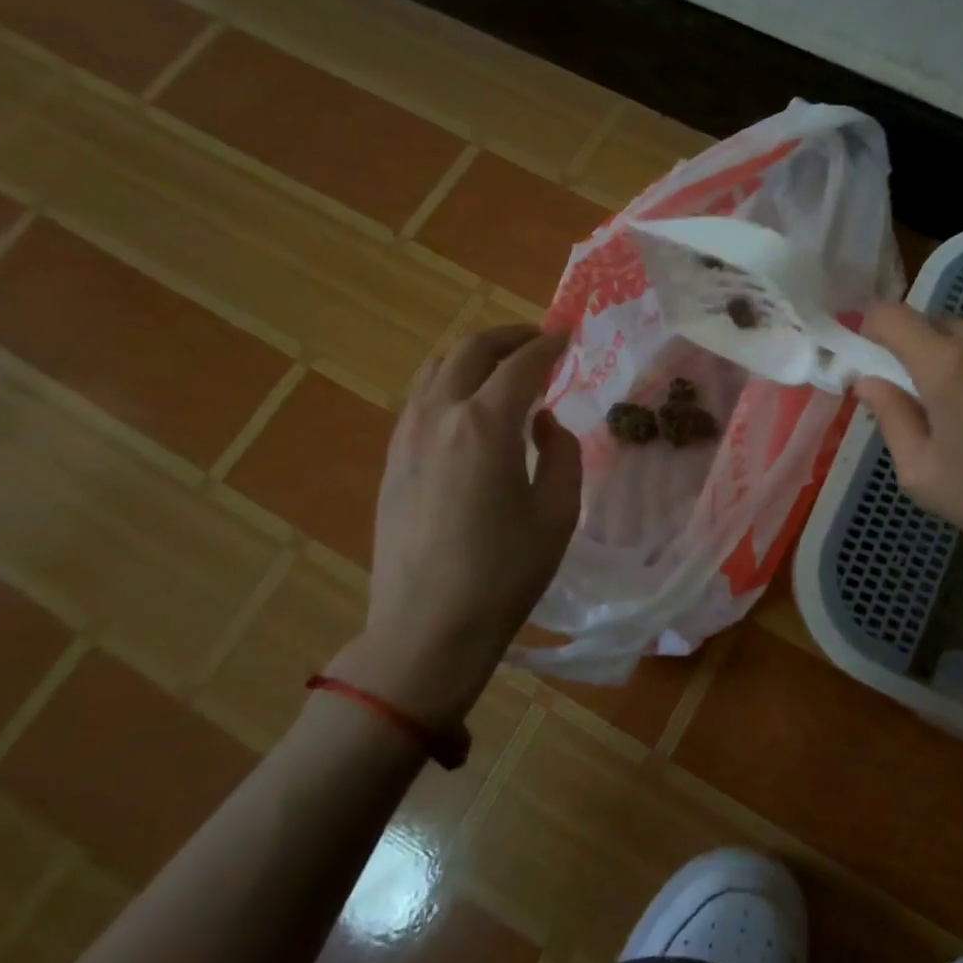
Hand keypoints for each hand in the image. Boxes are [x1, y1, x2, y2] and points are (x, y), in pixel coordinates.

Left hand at [328, 326, 580, 730]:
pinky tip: (470, 403)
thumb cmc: (505, 573)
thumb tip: (544, 422)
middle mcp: (440, 416)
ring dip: (475, 354)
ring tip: (504, 363)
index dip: (548, 344)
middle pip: (471, 351)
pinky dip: (450, 381)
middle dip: (509, 336)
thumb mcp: (558, 513)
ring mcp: (407, 436)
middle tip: (539, 339)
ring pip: (437, 368)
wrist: (427, 628)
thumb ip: (560, 453)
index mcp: (485, 425)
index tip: (569, 335)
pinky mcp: (393, 460)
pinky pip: (421, 397)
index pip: (521, 364)